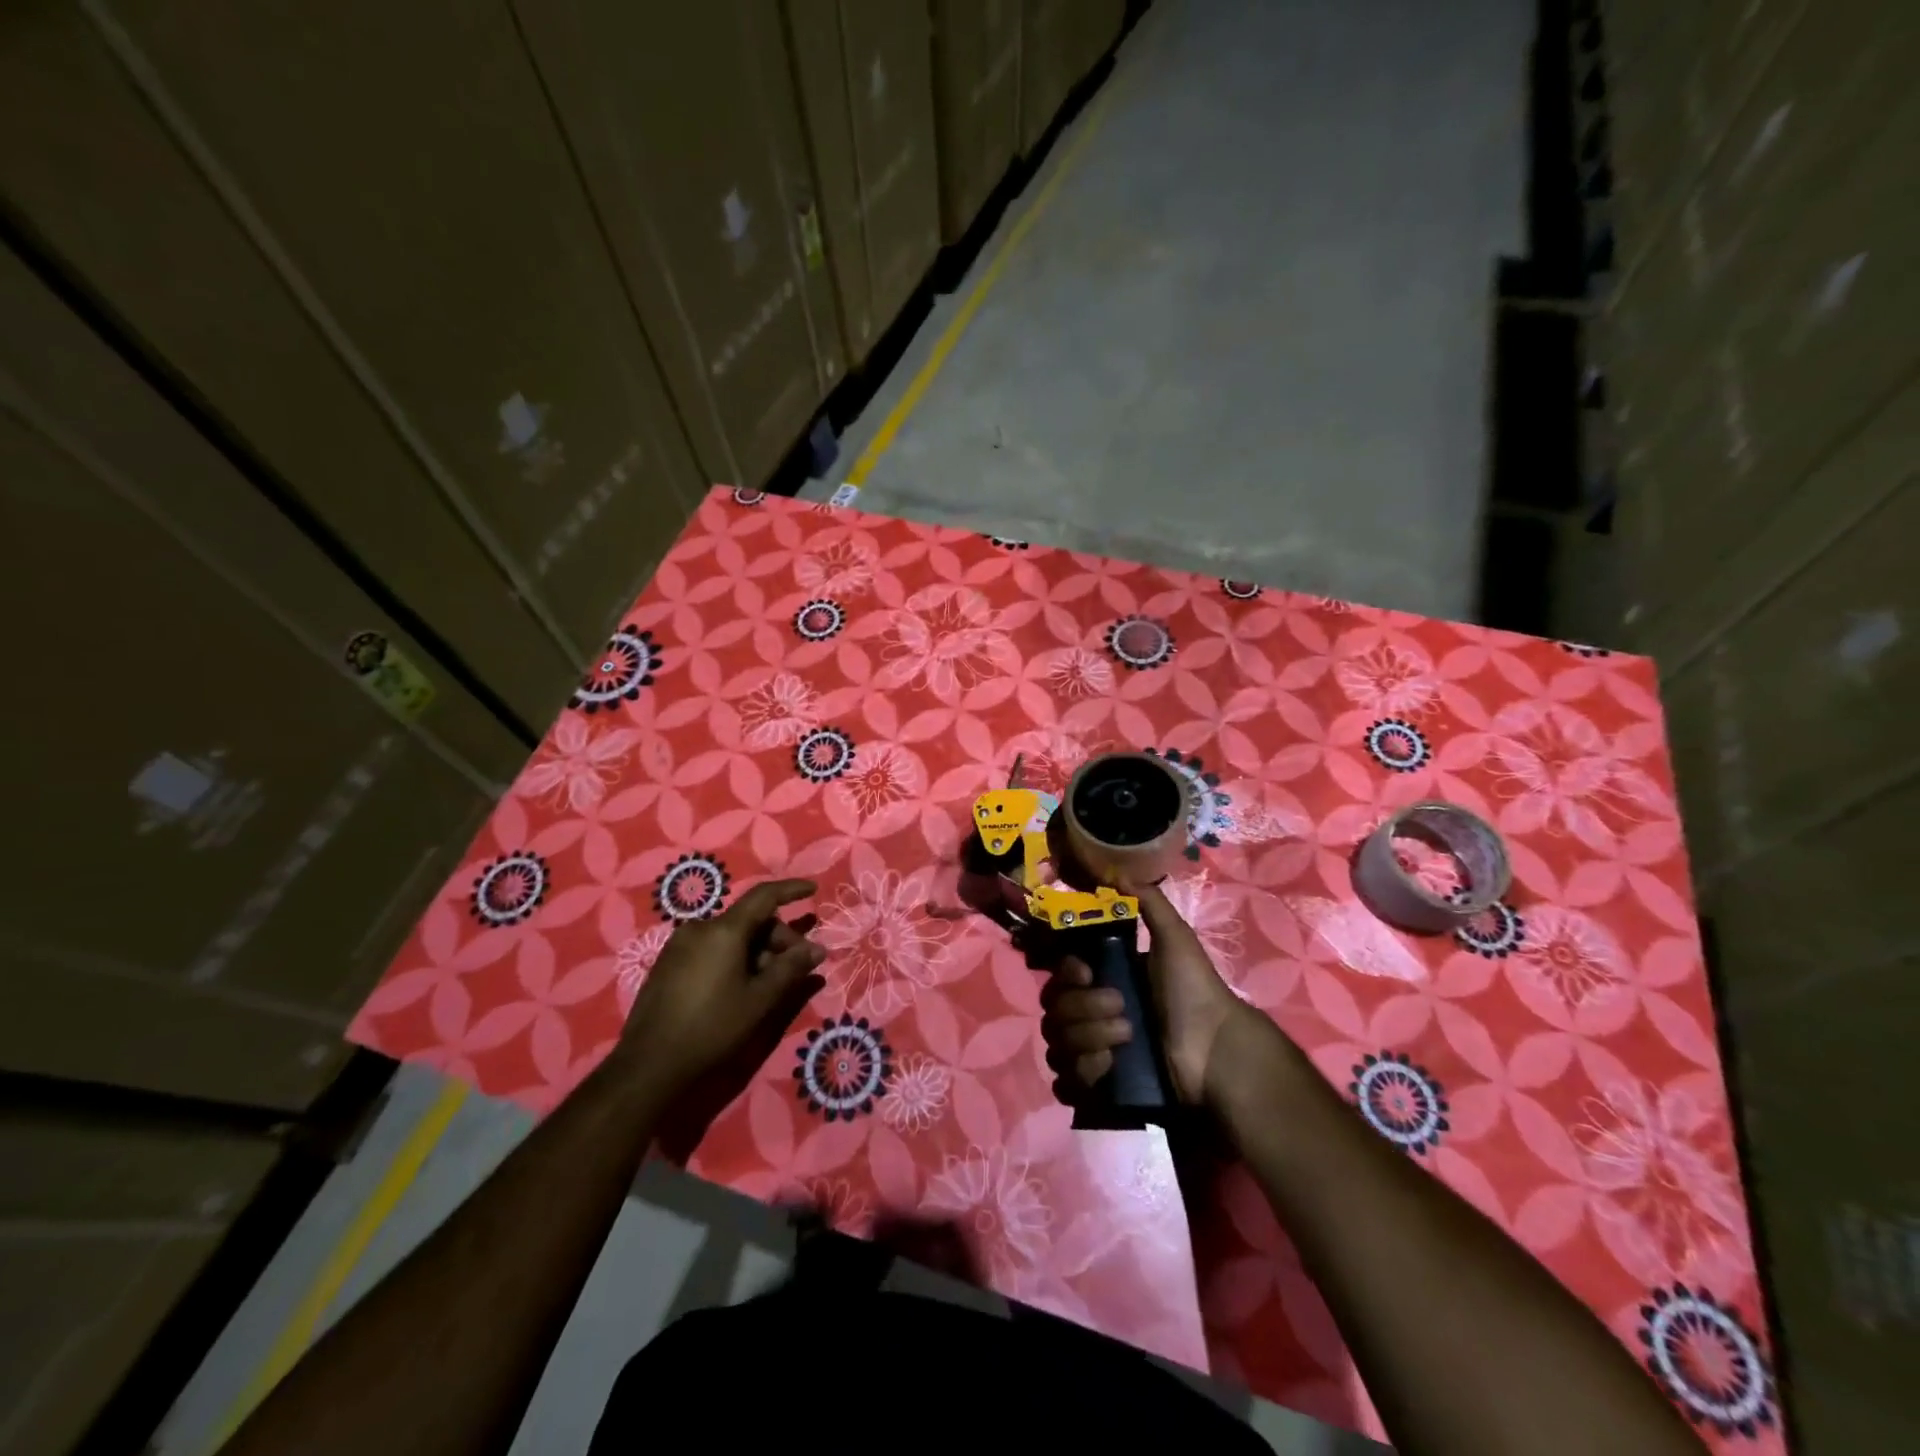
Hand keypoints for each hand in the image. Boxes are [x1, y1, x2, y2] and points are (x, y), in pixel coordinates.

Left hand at [616, 879, 825, 1097]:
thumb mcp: (760, 1000)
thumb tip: (816, 949)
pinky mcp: (667, 965)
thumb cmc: (712, 1029)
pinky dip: (734, 958)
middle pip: (749, 920)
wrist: (648, 1067)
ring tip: (771, 982)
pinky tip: (742, 986)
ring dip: (757, 951)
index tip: (813, 889)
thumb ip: (791, 969)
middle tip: (798, 967)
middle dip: (778, 938)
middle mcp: (699, 928)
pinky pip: (711, 949)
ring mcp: (679, 946)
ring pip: (730, 936)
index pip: (764, 896)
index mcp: (723, 930)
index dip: (791, 890)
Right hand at [1039, 882, 1262, 1109]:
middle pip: (1054, 1011)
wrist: (1215, 1050)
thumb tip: (1117, 872)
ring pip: (1057, 1046)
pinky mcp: (1099, 1090)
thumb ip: (1149, 904)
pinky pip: (1065, 1083)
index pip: (1059, 976)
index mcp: (1103, 982)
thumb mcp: (1175, 940)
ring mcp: (1093, 1054)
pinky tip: (1108, 1070)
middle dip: (1084, 1010)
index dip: (1066, 973)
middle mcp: (1091, 1016)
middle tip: (1123, 1011)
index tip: (1087, 972)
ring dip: (1088, 1041)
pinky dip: (1081, 1076)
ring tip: (1126, 1041)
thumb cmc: (1193, 991)